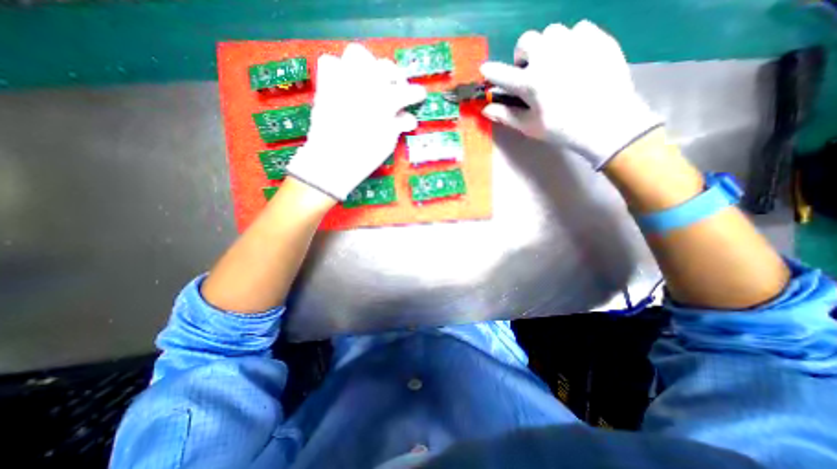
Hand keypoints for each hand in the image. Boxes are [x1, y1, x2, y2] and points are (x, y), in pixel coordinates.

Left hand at [288, 43, 426, 200]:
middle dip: (395, 76)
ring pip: (358, 54)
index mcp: (386, 101)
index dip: (416, 94)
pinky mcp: (326, 85)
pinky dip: (340, 69)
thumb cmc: (365, 157)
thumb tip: (408, 118)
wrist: (331, 161)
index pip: (408, 92)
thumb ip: (398, 125)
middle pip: (386, 67)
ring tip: (372, 81)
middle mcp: (366, 84)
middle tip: (397, 90)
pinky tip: (346, 83)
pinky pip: (330, 62)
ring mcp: (344, 80)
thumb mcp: (388, 142)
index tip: (420, 95)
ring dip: (369, 65)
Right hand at [481, 20, 664, 170]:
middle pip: (526, 41)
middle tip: (530, 71)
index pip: (502, 74)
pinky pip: (578, 30)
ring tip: (554, 64)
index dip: (491, 72)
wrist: (607, 122)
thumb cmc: (562, 129)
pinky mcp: (597, 38)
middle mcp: (548, 57)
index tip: (485, 69)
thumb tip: (485, 109)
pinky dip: (571, 42)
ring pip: (551, 33)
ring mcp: (574, 44)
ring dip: (546, 47)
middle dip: (523, 55)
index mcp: (530, 83)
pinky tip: (576, 59)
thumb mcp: (530, 126)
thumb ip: (506, 115)